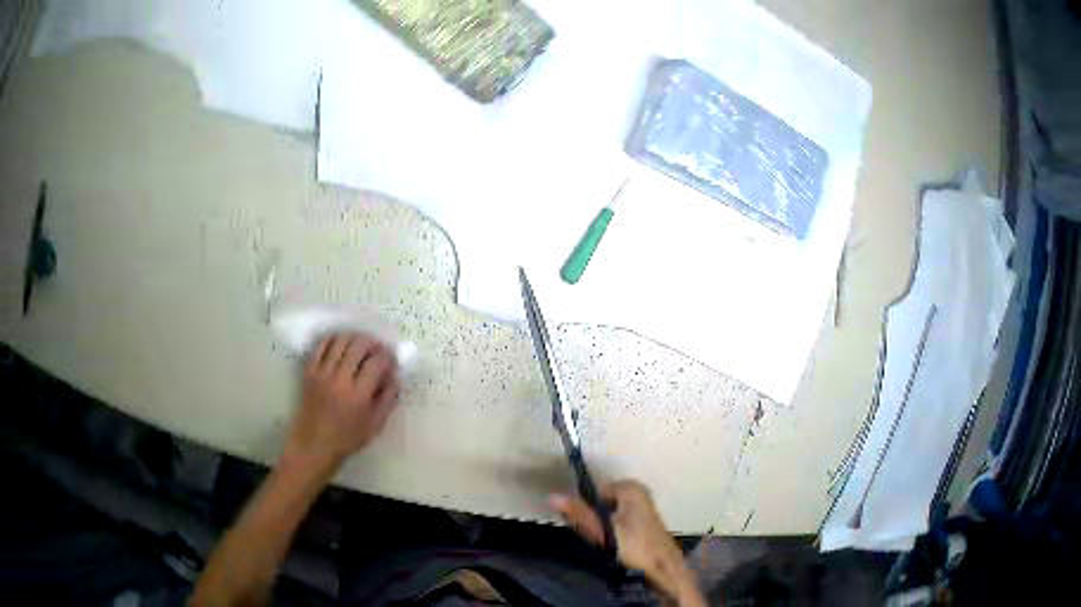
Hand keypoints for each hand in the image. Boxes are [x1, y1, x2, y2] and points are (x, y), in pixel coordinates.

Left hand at [282, 333, 399, 475]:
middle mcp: (340, 380)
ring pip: (340, 342)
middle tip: (378, 348)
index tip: (392, 359)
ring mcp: (322, 373)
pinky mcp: (310, 371)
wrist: (313, 444)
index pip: (376, 363)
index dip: (387, 356)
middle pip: (358, 346)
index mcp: (358, 395)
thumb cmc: (347, 439)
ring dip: (354, 337)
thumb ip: (387, 400)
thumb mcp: (375, 425)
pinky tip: (341, 343)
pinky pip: (321, 346)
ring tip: (361, 344)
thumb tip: (394, 377)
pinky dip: (333, 339)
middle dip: (372, 343)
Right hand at [550, 480, 703, 605]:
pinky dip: (613, 532)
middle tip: (596, 537)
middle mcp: (638, 492)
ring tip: (606, 544)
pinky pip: (618, 522)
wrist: (664, 568)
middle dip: (594, 519)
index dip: (584, 509)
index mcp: (630, 487)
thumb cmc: (636, 546)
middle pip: (601, 503)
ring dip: (602, 528)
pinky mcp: (644, 522)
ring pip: (609, 514)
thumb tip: (552, 496)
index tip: (582, 525)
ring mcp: (643, 506)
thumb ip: (579, 513)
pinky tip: (615, 547)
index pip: (593, 492)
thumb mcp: (603, 530)